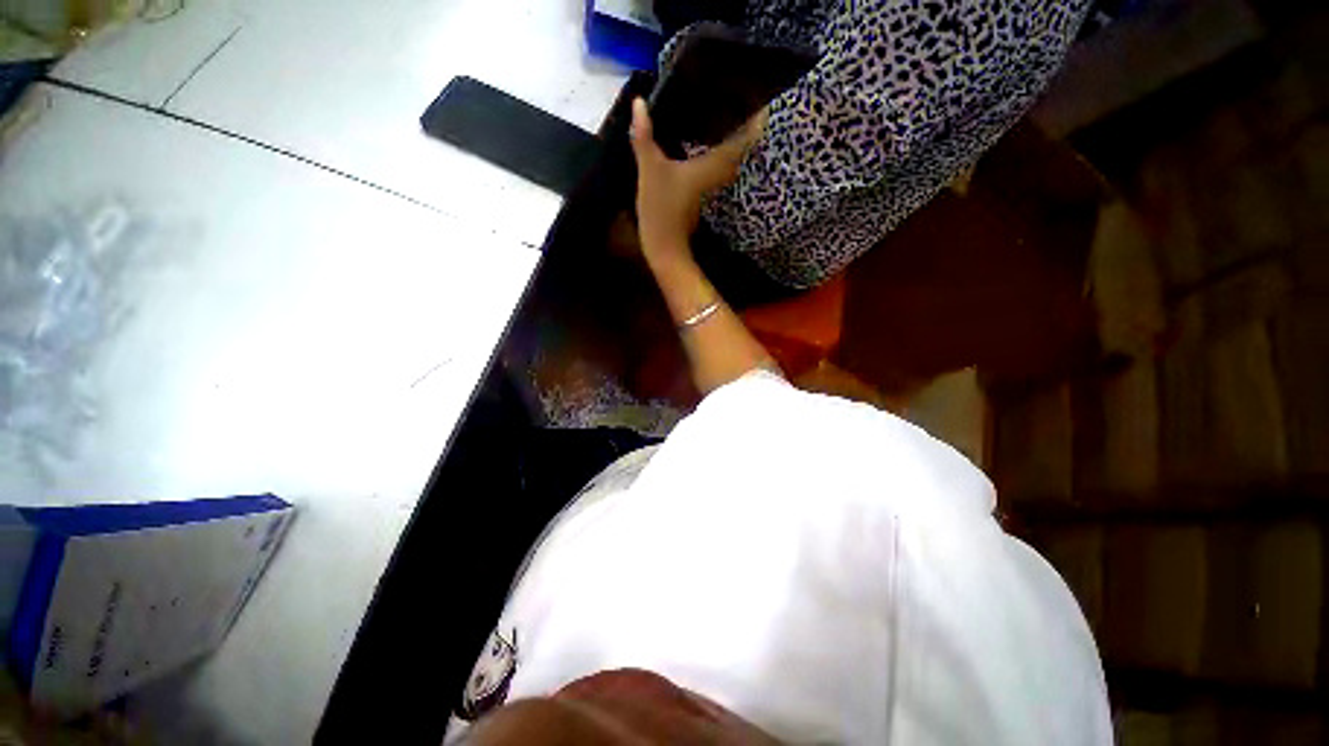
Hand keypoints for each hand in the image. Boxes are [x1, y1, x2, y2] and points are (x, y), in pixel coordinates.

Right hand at [629, 98, 765, 261]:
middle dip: (744, 126)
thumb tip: (639, 101)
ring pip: (727, 159)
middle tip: (740, 101)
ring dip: (730, 140)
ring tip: (724, 115)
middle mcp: (718, 174)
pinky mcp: (702, 194)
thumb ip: (644, 136)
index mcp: (713, 165)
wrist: (665, 248)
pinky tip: (703, 141)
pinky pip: (715, 167)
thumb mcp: (650, 170)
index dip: (755, 120)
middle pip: (739, 148)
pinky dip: (715, 153)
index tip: (760, 100)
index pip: (743, 139)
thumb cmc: (662, 210)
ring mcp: (711, 186)